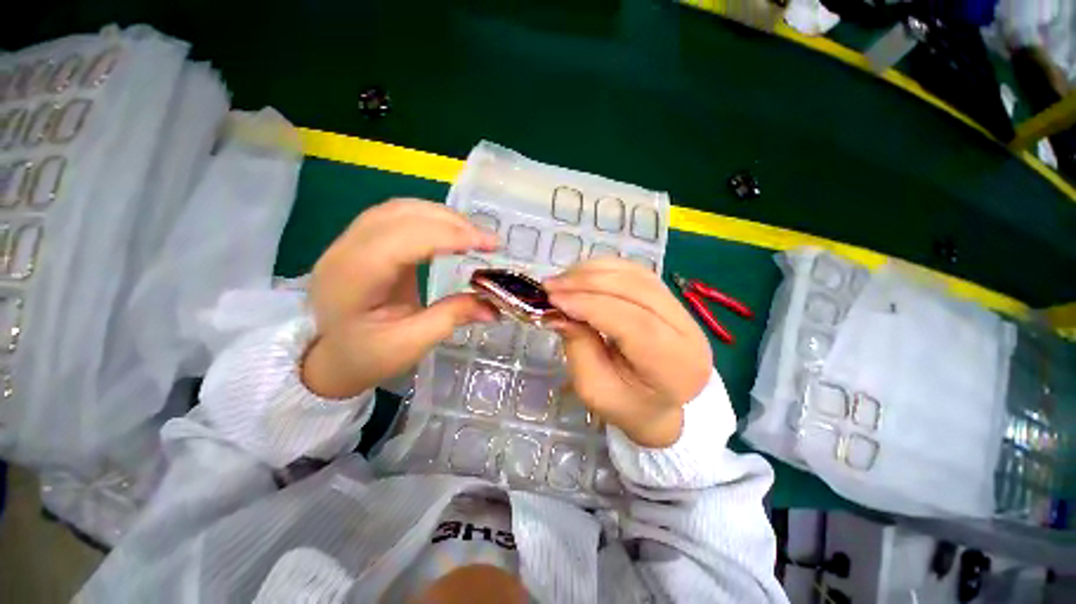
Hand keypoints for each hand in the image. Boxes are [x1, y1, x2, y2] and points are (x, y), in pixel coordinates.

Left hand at [303, 199, 498, 398]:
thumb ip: (451, 317)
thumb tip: (493, 306)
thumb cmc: (365, 356)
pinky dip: (429, 218)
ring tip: (472, 235)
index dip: (450, 236)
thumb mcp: (410, 345)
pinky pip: (397, 216)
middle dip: (452, 223)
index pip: (404, 239)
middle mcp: (346, 250)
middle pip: (402, 215)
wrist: (329, 356)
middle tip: (487, 241)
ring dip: (441, 216)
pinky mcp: (362, 241)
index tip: (490, 246)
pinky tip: (448, 232)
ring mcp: (350, 241)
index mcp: (353, 278)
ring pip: (399, 209)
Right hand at [543, 259, 712, 446]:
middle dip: (588, 282)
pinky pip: (637, 273)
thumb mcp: (594, 387)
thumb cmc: (625, 404)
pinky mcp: (670, 299)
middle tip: (552, 285)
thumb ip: (578, 346)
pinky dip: (606, 269)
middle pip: (638, 290)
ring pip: (637, 275)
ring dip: (594, 271)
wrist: (658, 405)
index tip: (553, 298)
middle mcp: (687, 331)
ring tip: (563, 279)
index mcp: (675, 365)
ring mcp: (683, 310)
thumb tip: (558, 311)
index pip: (633, 322)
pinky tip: (583, 275)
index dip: (590, 304)